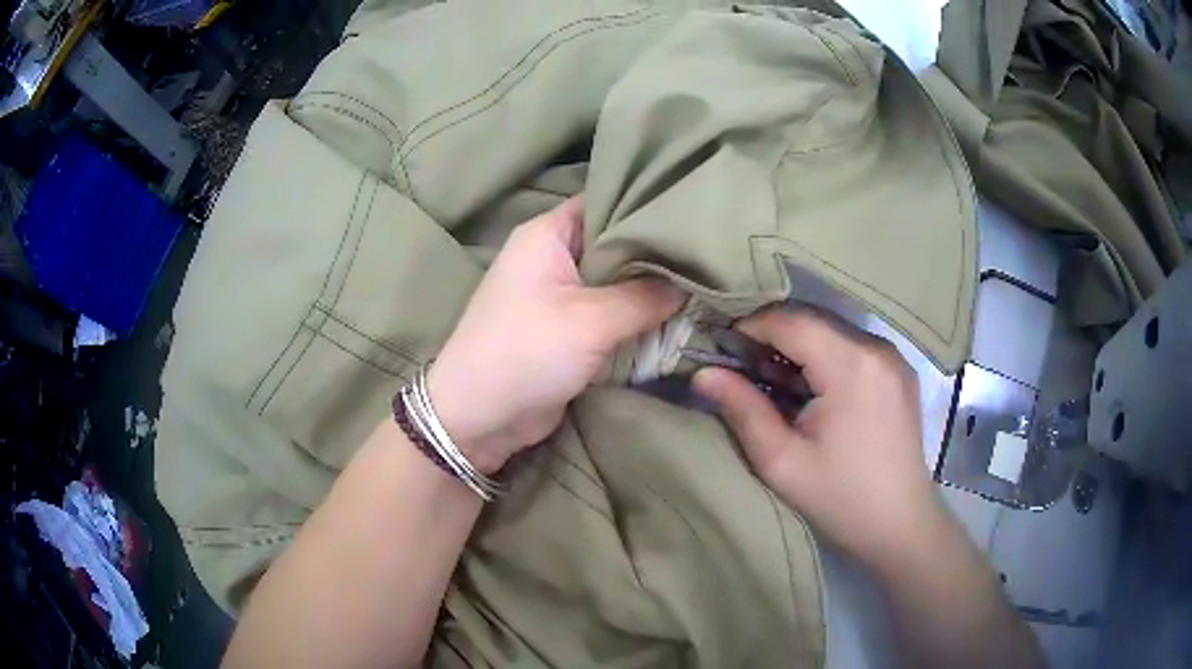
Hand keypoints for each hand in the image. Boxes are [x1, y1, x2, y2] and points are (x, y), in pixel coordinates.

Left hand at [427, 198, 682, 474]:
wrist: (481, 417)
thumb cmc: (527, 351)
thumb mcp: (592, 320)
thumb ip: (645, 297)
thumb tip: (687, 285)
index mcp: (547, 234)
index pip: (605, 200)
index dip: (647, 205)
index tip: (692, 214)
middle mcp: (553, 256)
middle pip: (614, 243)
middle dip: (656, 253)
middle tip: (706, 254)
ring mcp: (559, 294)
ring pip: (615, 282)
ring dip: (649, 290)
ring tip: (703, 282)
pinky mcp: (567, 329)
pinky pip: (609, 313)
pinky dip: (636, 317)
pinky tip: (677, 316)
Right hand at [693, 308, 944, 566]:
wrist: (900, 524)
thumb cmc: (840, 498)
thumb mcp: (782, 461)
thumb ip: (742, 409)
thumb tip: (702, 373)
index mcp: (852, 365)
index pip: (791, 320)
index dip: (750, 326)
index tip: (721, 348)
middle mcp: (876, 347)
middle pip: (812, 318)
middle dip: (771, 335)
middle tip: (741, 367)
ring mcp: (892, 357)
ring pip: (831, 329)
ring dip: (797, 346)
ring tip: (772, 382)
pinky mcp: (898, 370)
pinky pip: (851, 346)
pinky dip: (822, 356)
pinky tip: (809, 389)